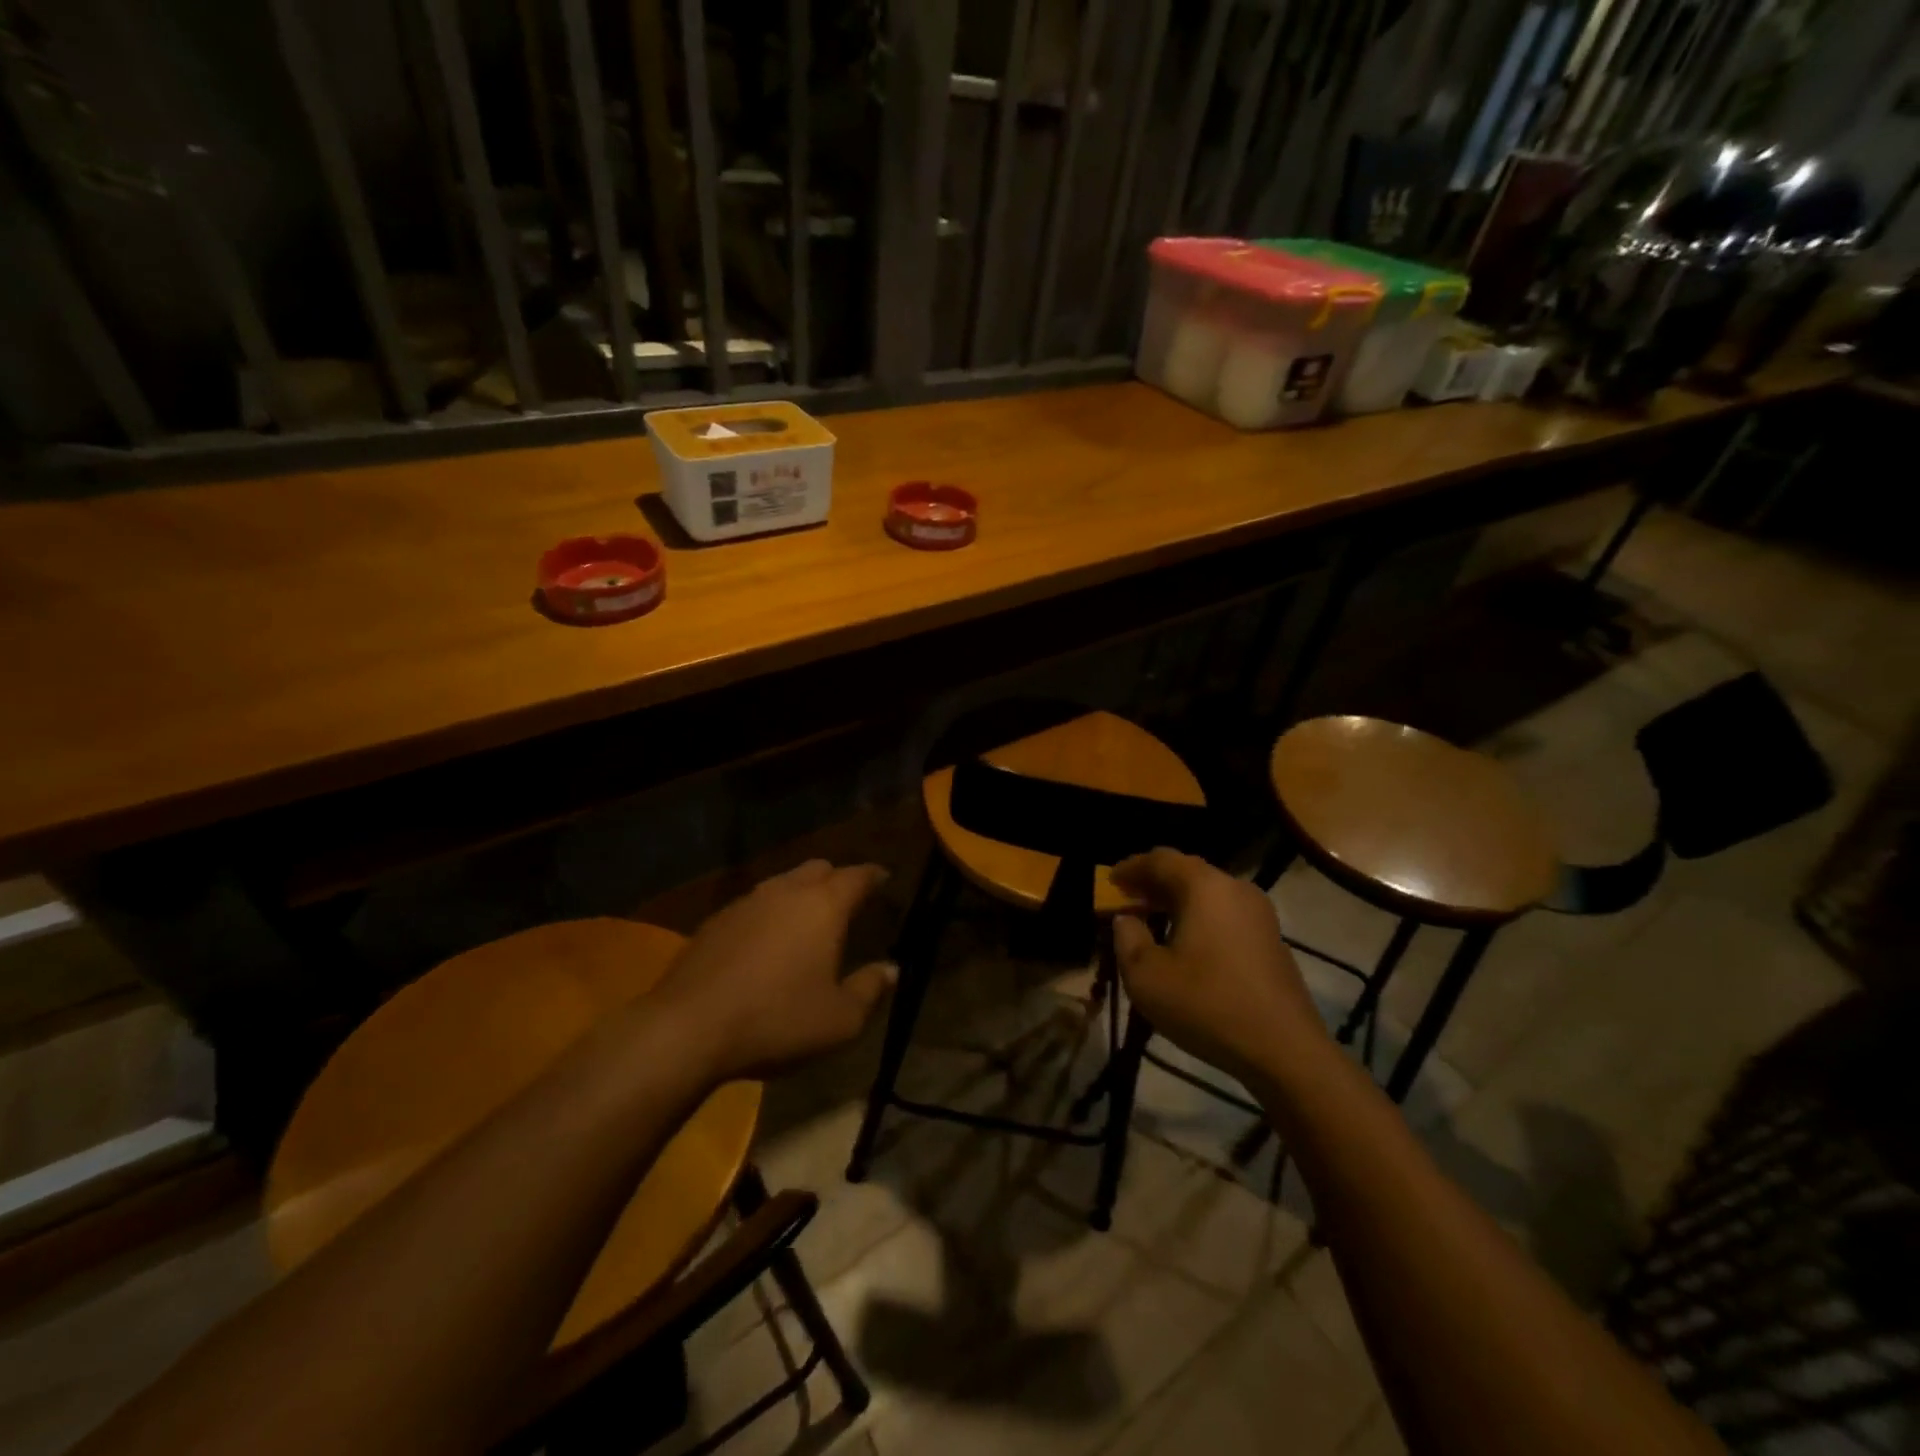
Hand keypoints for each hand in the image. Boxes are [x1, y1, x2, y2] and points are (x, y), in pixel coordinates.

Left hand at [652, 860, 896, 1081]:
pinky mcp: (715, 921)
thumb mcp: (840, 1020)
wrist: (688, 1029)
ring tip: (807, 920)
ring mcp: (746, 903)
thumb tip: (891, 969)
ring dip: (800, 893)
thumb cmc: (777, 1021)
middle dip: (837, 878)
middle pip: (818, 868)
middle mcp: (786, 892)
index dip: (874, 875)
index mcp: (824, 906)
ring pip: (783, 883)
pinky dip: (769, 913)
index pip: (857, 875)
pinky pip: (754, 904)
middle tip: (848, 900)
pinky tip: (766, 941)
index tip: (885, 879)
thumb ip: (871, 989)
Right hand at [1110, 849, 1326, 1084]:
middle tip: (1126, 900)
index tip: (1109, 881)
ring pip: (1208, 894)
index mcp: (1204, 887)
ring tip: (1151, 921)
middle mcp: (1235, 889)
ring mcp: (1259, 914)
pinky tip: (1185, 944)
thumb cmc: (1207, 1005)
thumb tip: (1126, 919)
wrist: (1285, 1051)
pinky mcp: (1271, 940)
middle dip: (1153, 883)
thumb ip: (1127, 938)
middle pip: (1186, 872)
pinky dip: (1199, 918)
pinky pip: (1225, 914)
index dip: (1130, 867)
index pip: (1160, 859)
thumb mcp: (1146, 976)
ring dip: (1176, 902)